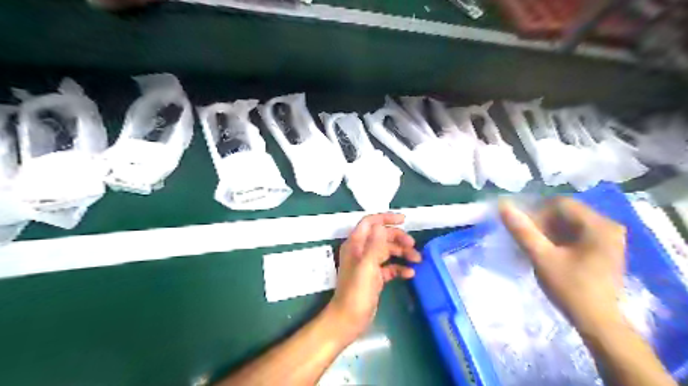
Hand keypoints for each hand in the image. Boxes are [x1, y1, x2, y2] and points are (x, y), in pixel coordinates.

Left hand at [326, 214, 422, 344]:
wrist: (349, 319)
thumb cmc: (356, 292)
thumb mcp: (367, 266)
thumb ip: (374, 245)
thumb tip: (381, 226)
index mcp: (356, 244)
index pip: (370, 222)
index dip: (386, 218)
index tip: (404, 220)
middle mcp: (361, 251)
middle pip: (382, 236)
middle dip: (398, 238)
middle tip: (413, 245)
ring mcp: (368, 264)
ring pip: (387, 251)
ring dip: (402, 253)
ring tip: (417, 259)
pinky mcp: (375, 277)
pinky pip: (389, 267)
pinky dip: (399, 268)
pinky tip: (410, 273)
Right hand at [501, 197, 626, 335]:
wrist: (598, 323)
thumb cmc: (571, 289)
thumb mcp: (542, 258)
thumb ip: (523, 231)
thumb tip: (503, 206)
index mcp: (598, 225)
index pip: (560, 204)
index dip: (537, 213)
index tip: (524, 231)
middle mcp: (608, 226)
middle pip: (565, 212)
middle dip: (542, 223)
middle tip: (528, 241)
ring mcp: (608, 238)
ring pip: (569, 223)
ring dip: (548, 231)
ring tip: (535, 248)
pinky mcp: (604, 248)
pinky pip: (575, 233)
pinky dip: (558, 239)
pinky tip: (548, 252)